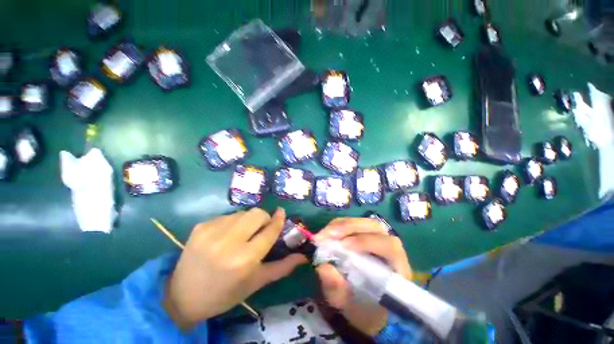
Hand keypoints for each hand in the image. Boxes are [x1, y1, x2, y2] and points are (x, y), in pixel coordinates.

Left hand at [164, 208, 306, 329]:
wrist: (183, 296)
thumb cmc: (225, 293)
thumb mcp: (256, 282)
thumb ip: (282, 267)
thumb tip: (303, 256)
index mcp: (245, 259)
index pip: (269, 230)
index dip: (278, 219)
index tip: (282, 213)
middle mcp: (229, 242)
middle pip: (257, 213)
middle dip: (264, 218)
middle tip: (261, 228)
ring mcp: (212, 231)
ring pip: (243, 212)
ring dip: (248, 220)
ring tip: (242, 234)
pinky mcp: (201, 226)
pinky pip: (227, 216)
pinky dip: (232, 222)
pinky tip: (225, 236)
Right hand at [314, 218, 412, 335]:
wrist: (366, 306)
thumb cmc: (364, 308)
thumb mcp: (349, 305)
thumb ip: (338, 289)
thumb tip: (323, 268)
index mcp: (397, 266)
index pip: (388, 246)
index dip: (366, 242)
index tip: (343, 246)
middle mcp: (389, 245)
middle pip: (373, 226)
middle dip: (348, 228)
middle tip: (326, 236)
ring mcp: (377, 236)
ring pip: (361, 222)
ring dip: (340, 226)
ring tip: (324, 235)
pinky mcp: (364, 233)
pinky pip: (351, 224)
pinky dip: (337, 226)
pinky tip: (327, 234)